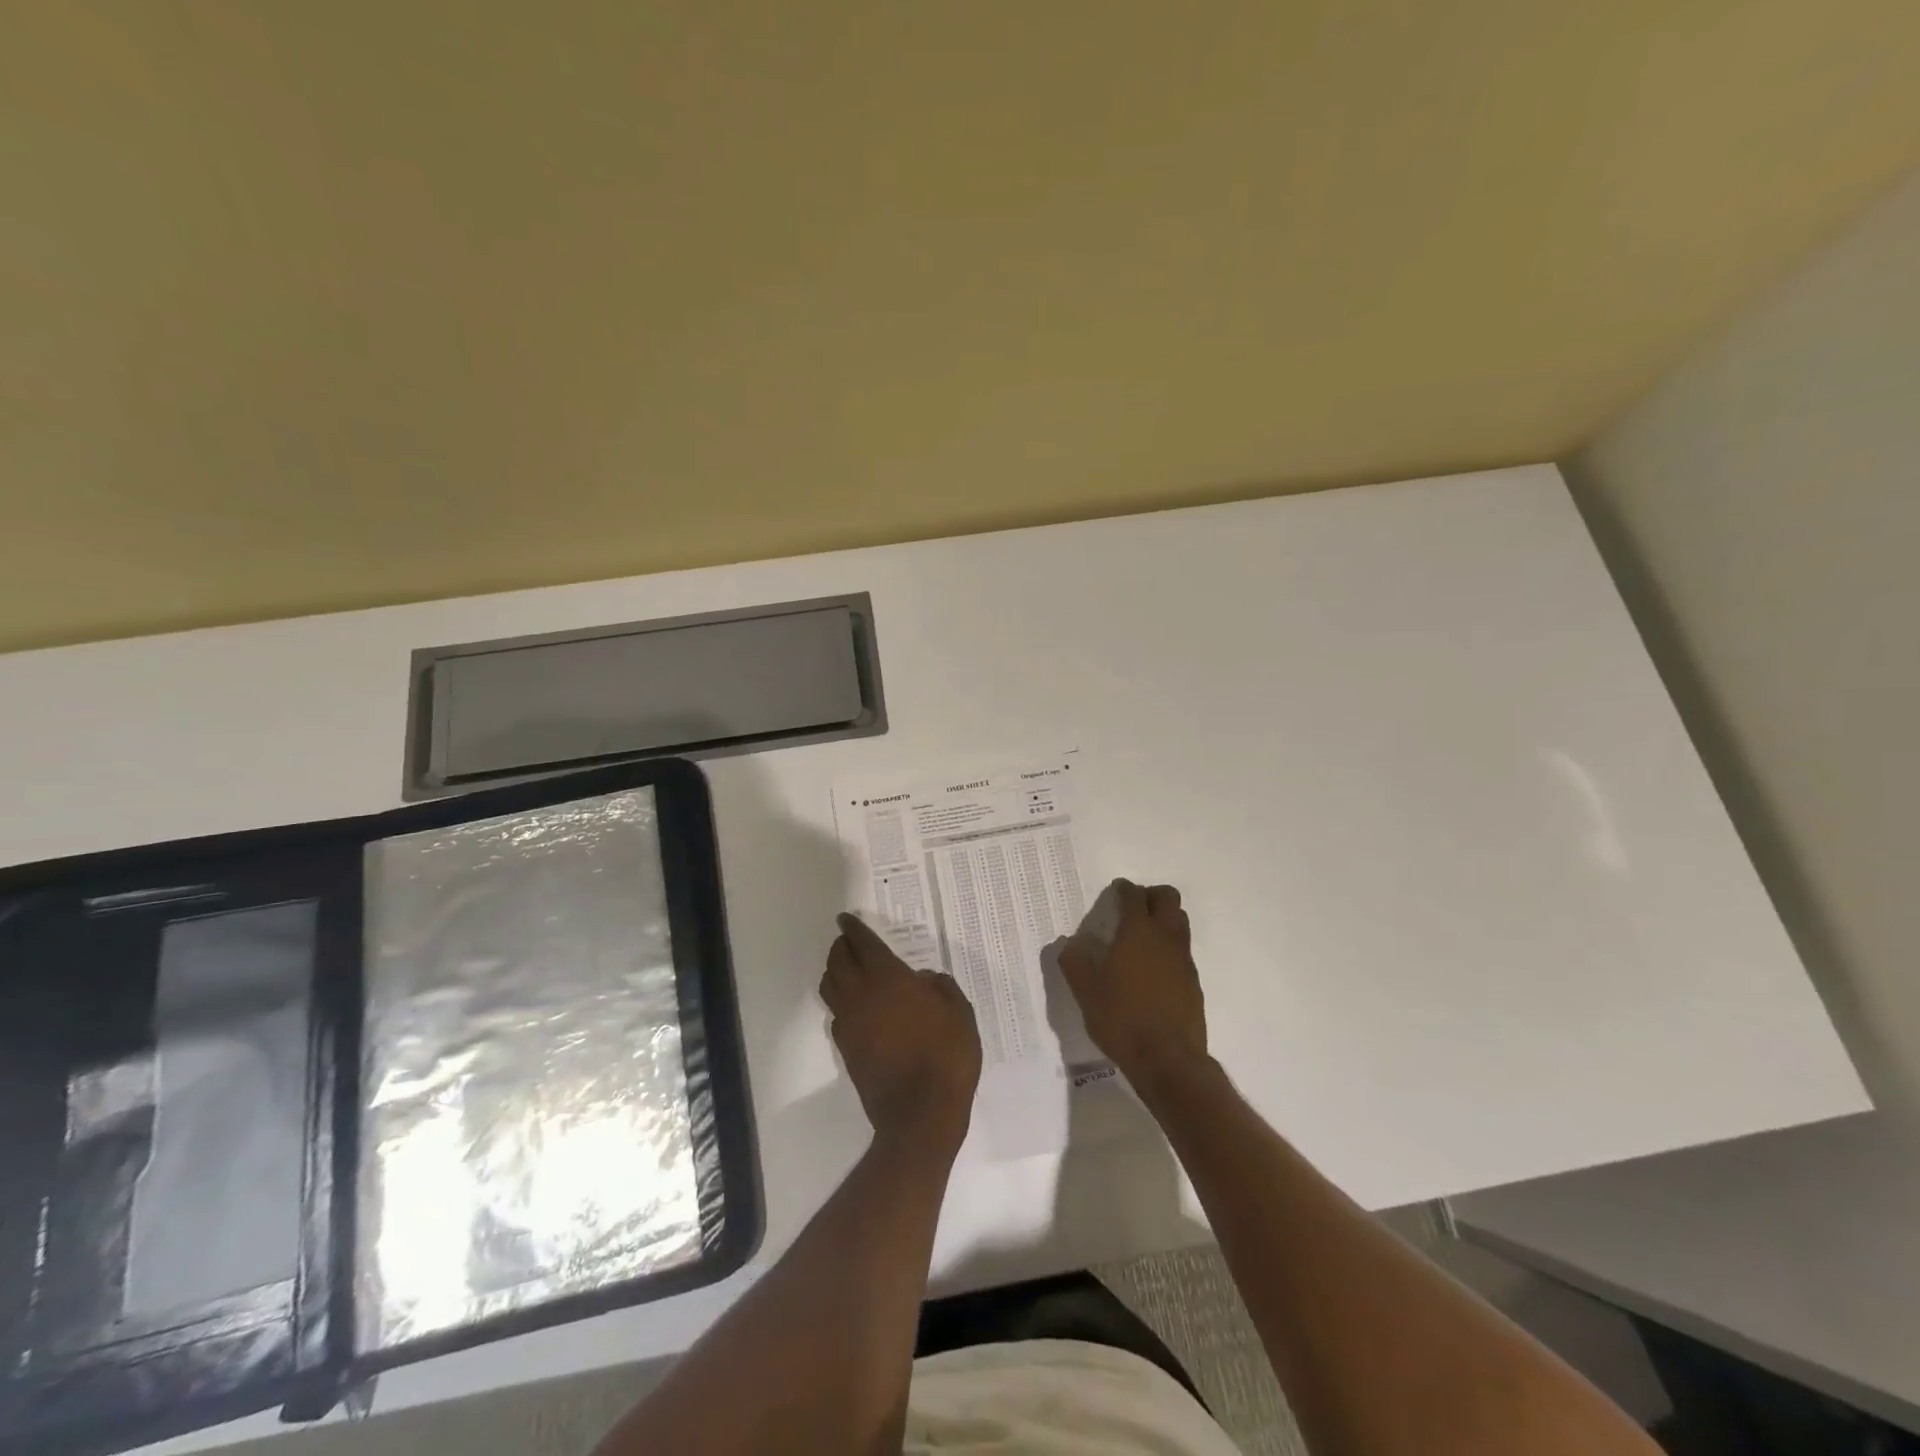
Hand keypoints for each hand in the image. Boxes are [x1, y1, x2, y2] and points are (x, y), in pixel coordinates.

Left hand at [820, 912, 982, 1149]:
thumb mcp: (958, 1011)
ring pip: (830, 987)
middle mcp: (861, 995)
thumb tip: (922, 980)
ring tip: (844, 968)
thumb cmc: (946, 1055)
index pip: (862, 944)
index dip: (853, 929)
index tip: (846, 919)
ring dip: (834, 971)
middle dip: (840, 946)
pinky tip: (853, 1006)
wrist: (920, 1112)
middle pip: (838, 962)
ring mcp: (849, 1023)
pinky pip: (835, 1014)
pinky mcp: (846, 1049)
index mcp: (888, 978)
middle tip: (847, 941)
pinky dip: (839, 1001)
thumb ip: (940, 987)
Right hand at [1058, 880, 1209, 1092]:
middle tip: (1132, 908)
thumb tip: (1070, 944)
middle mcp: (1165, 937)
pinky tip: (1154, 969)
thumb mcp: (1085, 992)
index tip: (1115, 892)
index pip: (1134, 895)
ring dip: (1165, 918)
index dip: (1123, 889)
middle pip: (1167, 898)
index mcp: (1137, 932)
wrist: (1167, 1060)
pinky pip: (1183, 950)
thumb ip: (1074, 962)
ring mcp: (1183, 959)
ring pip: (1180, 921)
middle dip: (1151, 895)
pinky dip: (1170, 947)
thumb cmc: (1121, 1019)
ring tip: (1144, 935)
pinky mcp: (1193, 981)